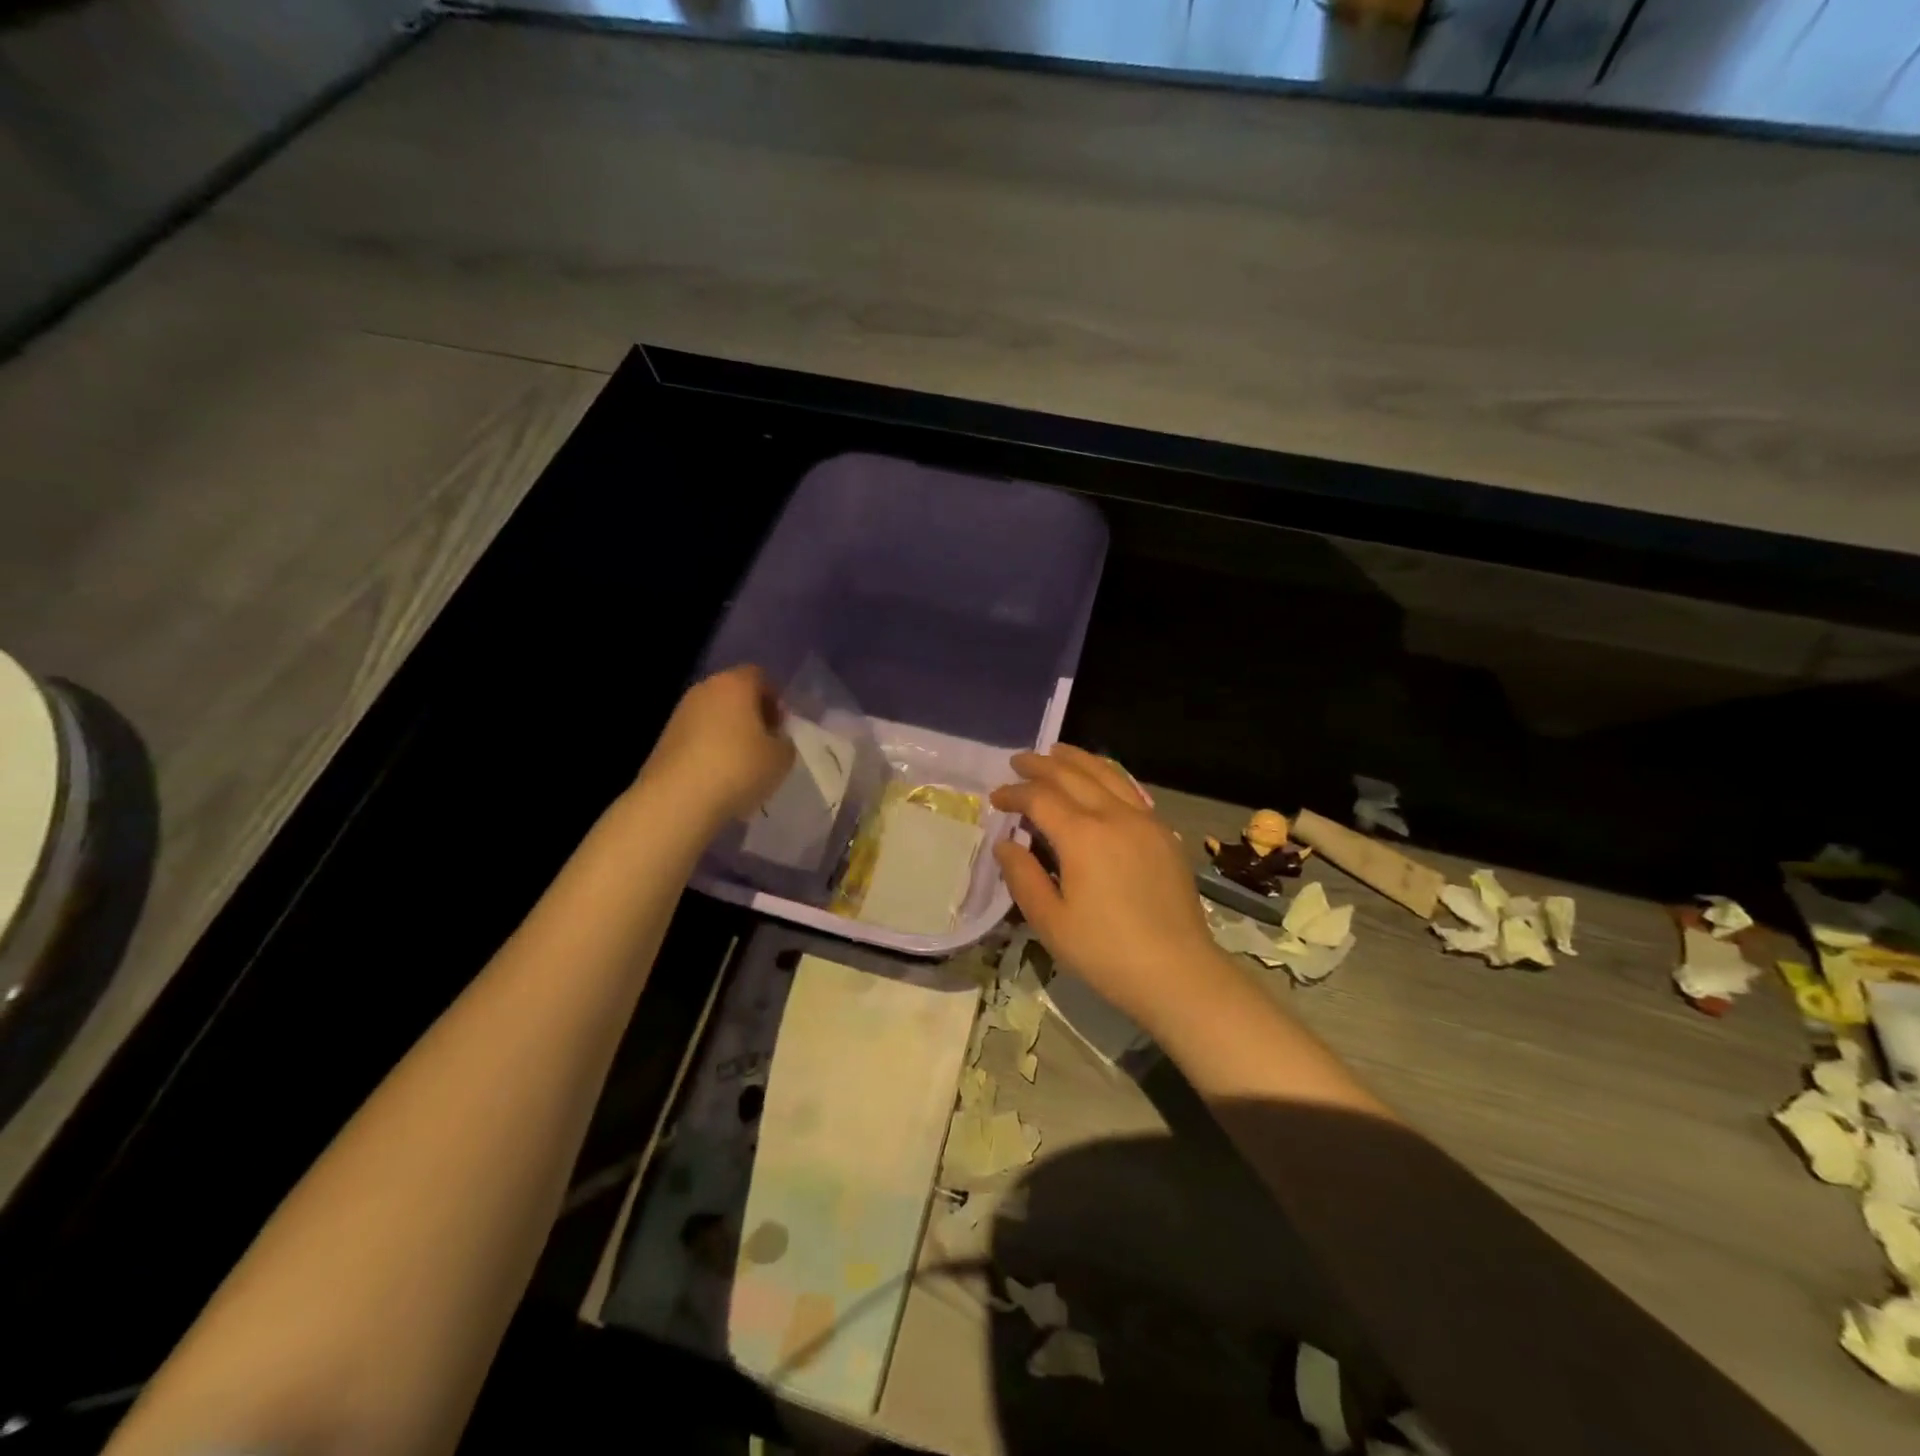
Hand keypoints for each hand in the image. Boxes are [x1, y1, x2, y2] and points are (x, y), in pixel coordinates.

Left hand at [637, 666, 795, 827]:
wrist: (677, 799)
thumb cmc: (739, 768)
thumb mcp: (782, 757)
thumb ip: (785, 740)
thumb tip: (775, 738)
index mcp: (735, 684)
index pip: (760, 677)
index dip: (774, 699)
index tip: (781, 727)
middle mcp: (704, 690)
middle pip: (734, 694)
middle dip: (752, 715)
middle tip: (765, 745)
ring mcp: (680, 714)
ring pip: (714, 716)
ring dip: (730, 734)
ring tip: (743, 766)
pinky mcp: (664, 739)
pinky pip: (698, 737)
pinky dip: (710, 750)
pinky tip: (719, 777)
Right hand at [991, 745, 1226, 1032]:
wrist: (1178, 973)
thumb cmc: (1105, 952)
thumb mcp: (1050, 922)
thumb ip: (1023, 876)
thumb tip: (1005, 843)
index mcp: (1082, 836)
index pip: (1040, 798)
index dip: (1014, 793)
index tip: (996, 797)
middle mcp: (1114, 816)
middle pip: (1073, 775)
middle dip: (1041, 764)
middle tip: (1018, 760)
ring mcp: (1145, 821)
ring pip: (1107, 774)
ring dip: (1077, 759)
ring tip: (1057, 751)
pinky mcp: (1164, 834)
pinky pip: (1131, 790)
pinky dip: (1108, 775)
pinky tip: (1101, 780)